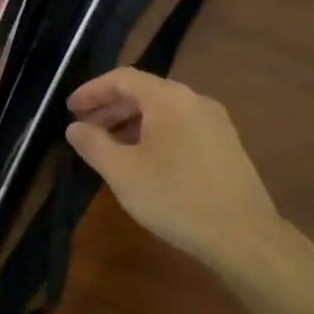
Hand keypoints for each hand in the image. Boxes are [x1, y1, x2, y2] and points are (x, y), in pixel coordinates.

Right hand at [65, 68, 277, 267]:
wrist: (243, 235)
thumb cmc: (175, 198)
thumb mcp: (122, 173)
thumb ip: (93, 144)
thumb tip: (75, 127)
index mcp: (169, 98)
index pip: (122, 78)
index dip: (92, 90)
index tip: (70, 110)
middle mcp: (195, 100)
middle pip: (145, 91)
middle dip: (110, 107)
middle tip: (85, 128)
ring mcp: (216, 122)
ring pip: (164, 110)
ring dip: (132, 122)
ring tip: (110, 146)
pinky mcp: (226, 144)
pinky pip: (182, 126)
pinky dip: (155, 133)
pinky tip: (145, 160)